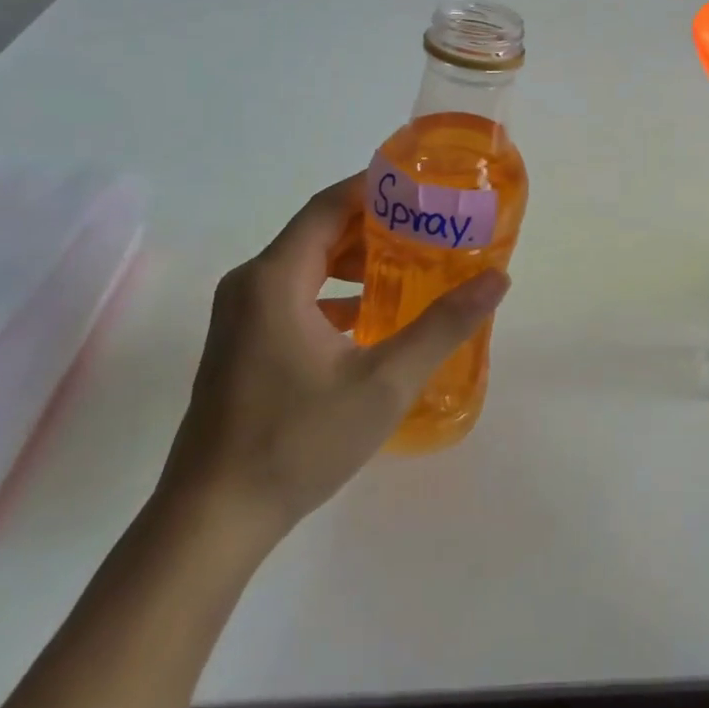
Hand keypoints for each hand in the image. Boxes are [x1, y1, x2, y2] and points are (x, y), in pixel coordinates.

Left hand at [157, 175, 508, 544]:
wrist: (211, 522)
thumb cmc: (296, 441)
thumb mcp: (384, 382)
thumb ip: (442, 326)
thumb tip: (498, 280)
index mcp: (275, 278)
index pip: (329, 206)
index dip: (375, 188)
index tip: (423, 185)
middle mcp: (251, 285)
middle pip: (318, 231)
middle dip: (374, 224)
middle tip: (429, 225)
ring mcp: (241, 317)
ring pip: (306, 265)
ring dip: (355, 260)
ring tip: (410, 264)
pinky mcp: (242, 344)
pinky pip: (294, 295)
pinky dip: (334, 292)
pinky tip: (372, 316)